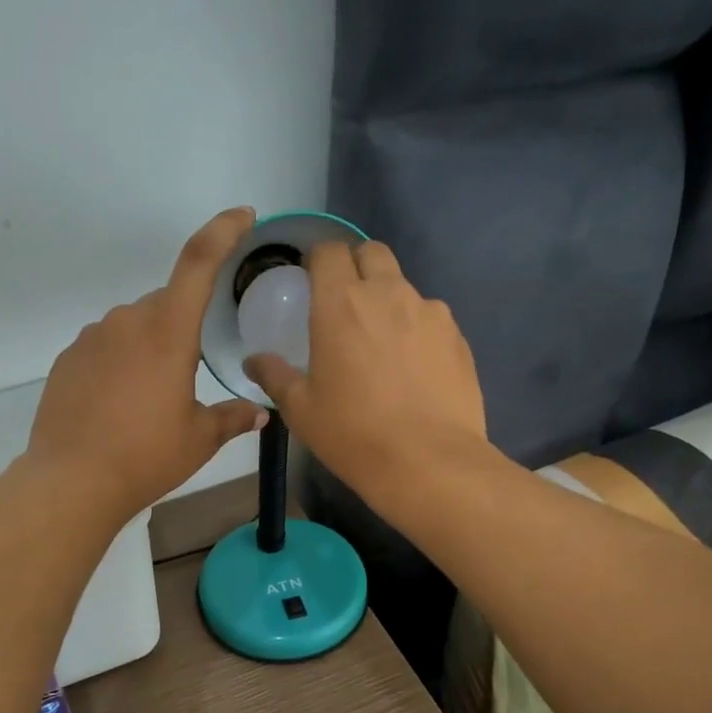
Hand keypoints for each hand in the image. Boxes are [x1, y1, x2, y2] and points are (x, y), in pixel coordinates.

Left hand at [26, 208, 267, 522]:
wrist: (72, 481)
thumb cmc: (146, 457)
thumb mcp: (199, 440)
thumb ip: (232, 418)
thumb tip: (259, 413)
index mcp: (168, 332)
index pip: (198, 263)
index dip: (222, 231)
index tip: (242, 216)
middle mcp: (127, 321)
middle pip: (166, 304)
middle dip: (183, 327)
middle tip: (190, 375)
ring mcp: (92, 338)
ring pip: (134, 327)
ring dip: (150, 347)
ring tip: (151, 399)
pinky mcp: (68, 358)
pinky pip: (106, 347)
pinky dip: (120, 363)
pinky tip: (120, 404)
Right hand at [244, 240, 486, 507]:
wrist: (428, 462)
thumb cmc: (353, 434)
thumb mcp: (301, 410)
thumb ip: (275, 376)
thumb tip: (254, 361)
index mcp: (340, 303)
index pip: (328, 251)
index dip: (318, 259)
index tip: (311, 281)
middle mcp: (388, 293)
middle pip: (372, 253)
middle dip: (356, 266)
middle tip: (345, 304)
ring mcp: (429, 312)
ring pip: (404, 287)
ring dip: (388, 301)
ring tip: (383, 345)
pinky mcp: (457, 336)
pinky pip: (431, 319)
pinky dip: (417, 330)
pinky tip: (413, 369)